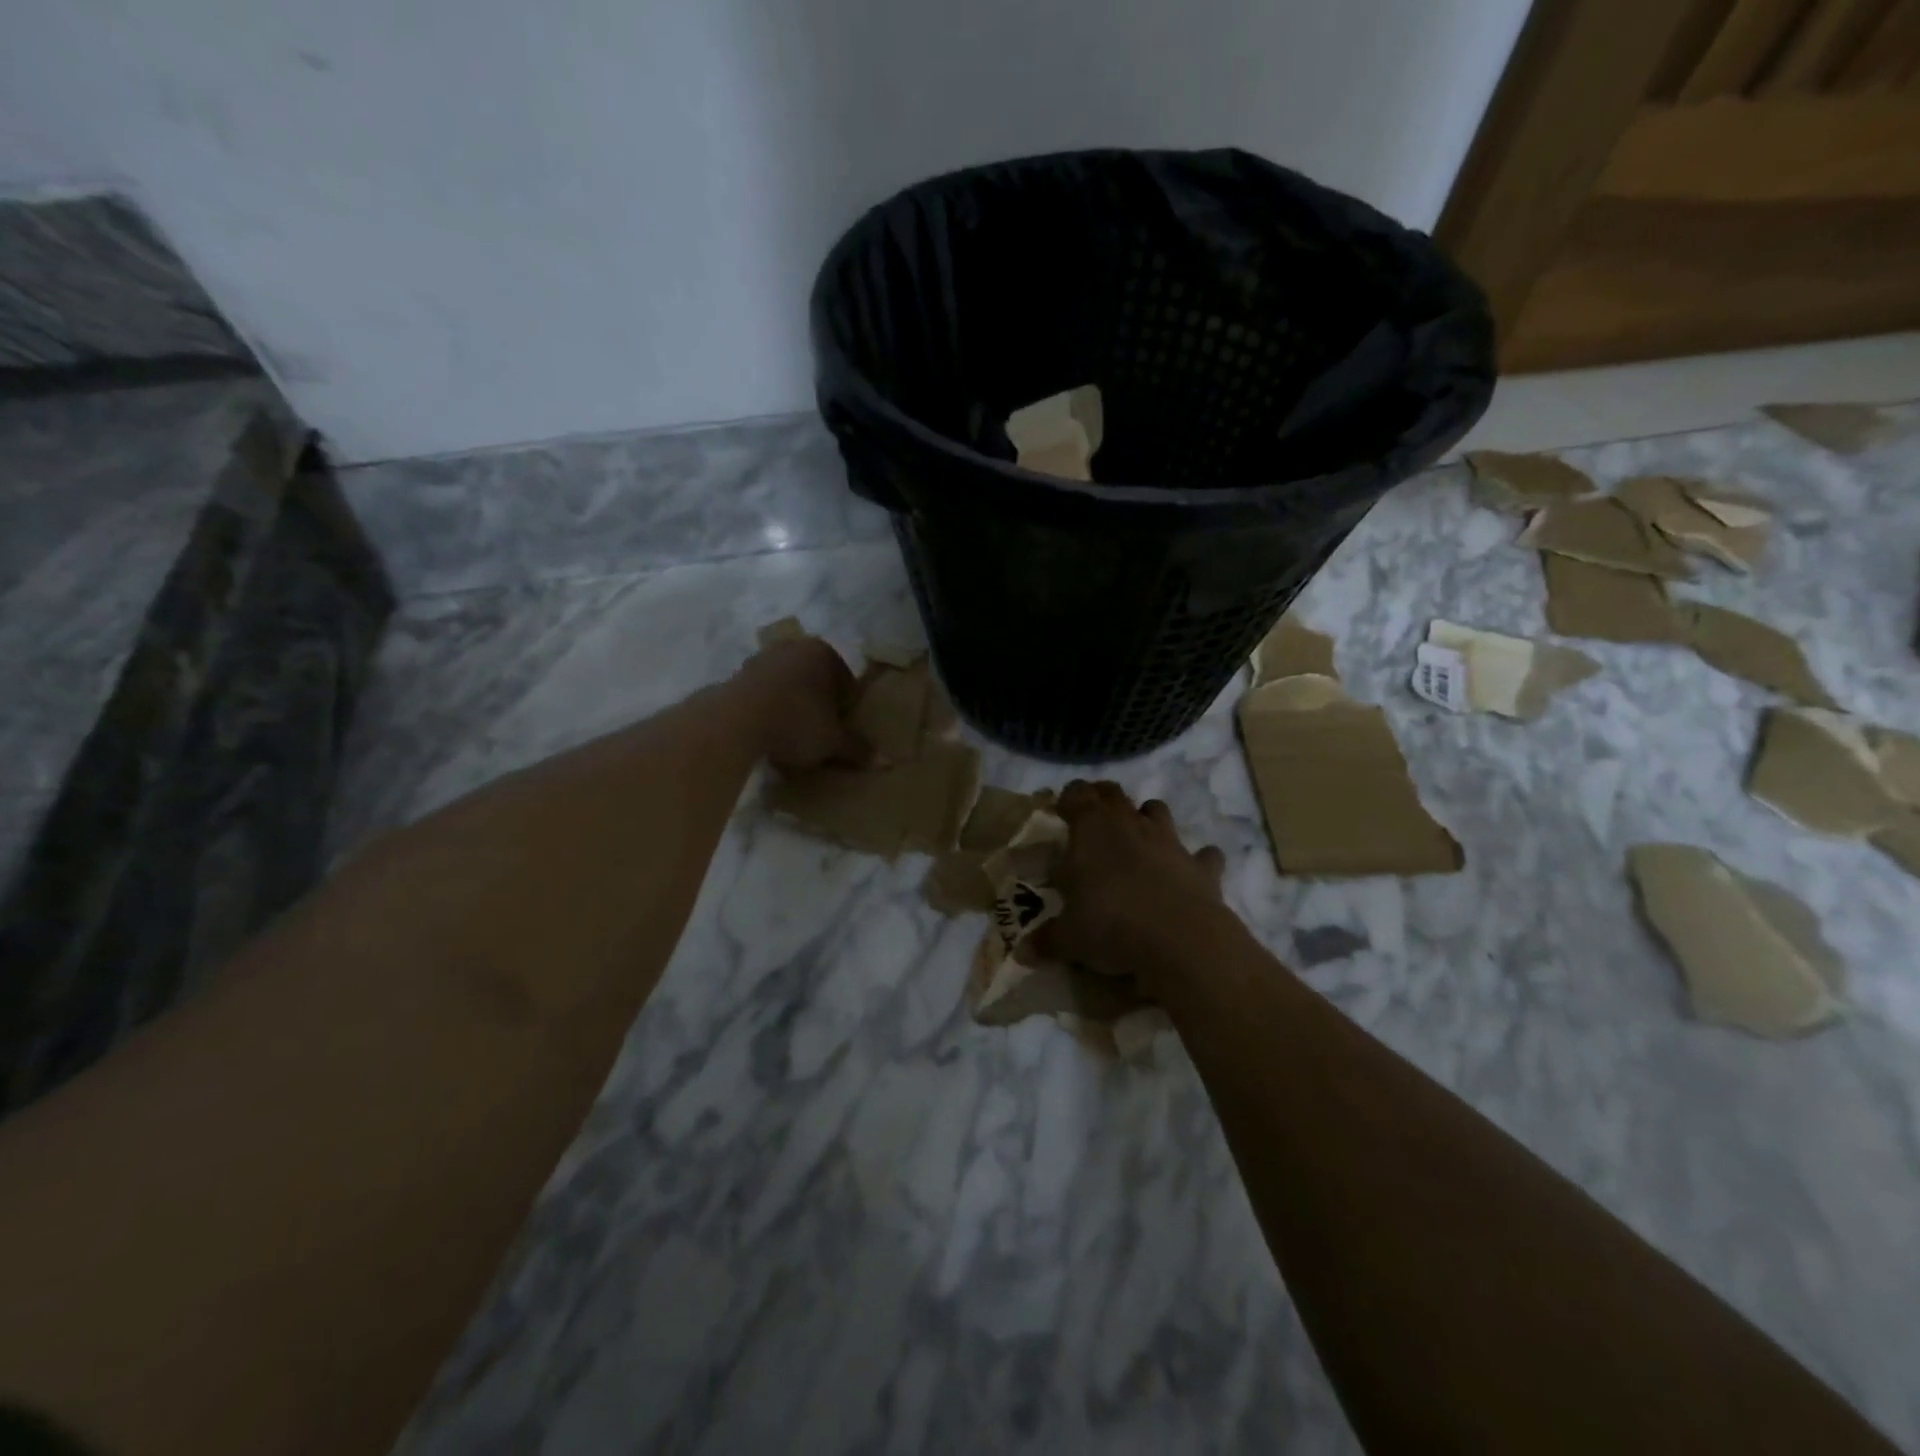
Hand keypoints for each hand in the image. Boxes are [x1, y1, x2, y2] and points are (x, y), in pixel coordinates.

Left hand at [735, 636, 872, 770]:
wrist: (734, 721)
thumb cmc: (795, 722)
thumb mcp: (833, 741)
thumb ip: (857, 748)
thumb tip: (885, 761)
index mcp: (823, 653)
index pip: (847, 684)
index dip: (846, 711)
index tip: (840, 734)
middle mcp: (793, 647)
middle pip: (816, 682)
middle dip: (819, 707)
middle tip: (819, 737)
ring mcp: (762, 658)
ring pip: (789, 687)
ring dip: (793, 708)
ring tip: (792, 739)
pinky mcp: (737, 675)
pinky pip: (764, 695)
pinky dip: (769, 710)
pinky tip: (768, 734)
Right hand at [1032, 780, 1233, 984]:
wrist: (1181, 940)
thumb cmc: (1111, 925)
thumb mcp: (1069, 938)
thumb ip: (1047, 940)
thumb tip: (1023, 953)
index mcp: (1092, 829)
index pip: (1077, 794)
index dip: (1068, 798)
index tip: (1061, 811)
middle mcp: (1130, 824)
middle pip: (1115, 794)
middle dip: (1103, 799)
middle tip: (1093, 820)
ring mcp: (1170, 842)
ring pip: (1158, 811)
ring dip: (1148, 819)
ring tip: (1138, 840)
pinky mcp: (1202, 866)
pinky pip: (1204, 855)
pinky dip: (1197, 860)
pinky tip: (1190, 873)